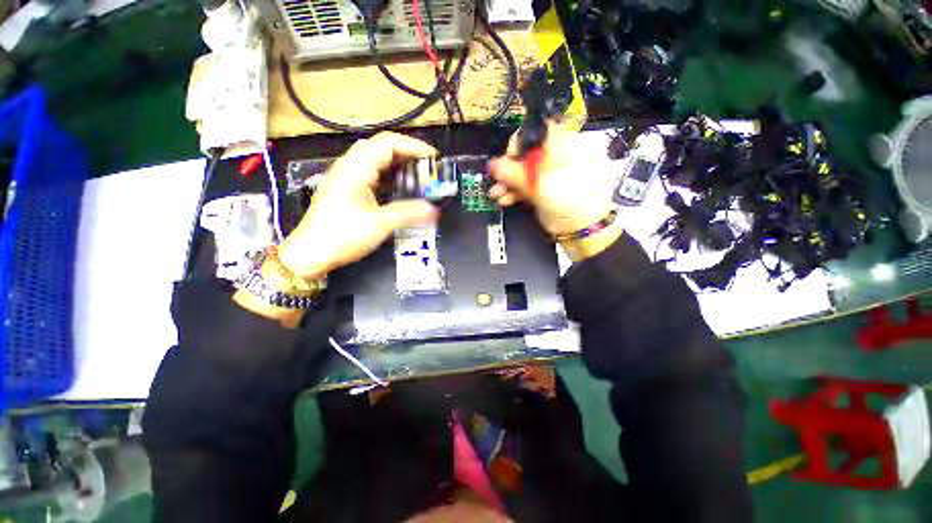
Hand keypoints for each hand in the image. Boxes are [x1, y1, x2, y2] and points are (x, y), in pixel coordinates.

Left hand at [278, 132, 439, 279]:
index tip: (432, 158)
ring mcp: (346, 176)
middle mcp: (349, 166)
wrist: (311, 253)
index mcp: (356, 169)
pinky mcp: (346, 188)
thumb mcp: (379, 225)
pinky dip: (389, 175)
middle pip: (381, 147)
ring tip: (417, 175)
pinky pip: (371, 172)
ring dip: (398, 163)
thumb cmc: (342, 236)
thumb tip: (433, 210)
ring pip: (376, 159)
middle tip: (426, 167)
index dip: (413, 146)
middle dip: (407, 153)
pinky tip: (399, 187)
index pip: (387, 143)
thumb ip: (408, 214)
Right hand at [489, 122, 621, 260]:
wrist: (584, 233)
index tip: (507, 159)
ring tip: (496, 194)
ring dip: (508, 183)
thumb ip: (517, 174)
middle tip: (496, 180)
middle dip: (509, 169)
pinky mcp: (546, 189)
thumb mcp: (543, 186)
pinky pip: (528, 185)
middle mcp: (561, 156)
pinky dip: (515, 192)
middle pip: (528, 154)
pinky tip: (504, 199)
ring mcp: (553, 174)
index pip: (539, 133)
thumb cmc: (572, 204)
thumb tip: (494, 165)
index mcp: (569, 145)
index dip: (520, 143)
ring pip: (526, 172)